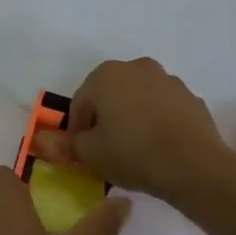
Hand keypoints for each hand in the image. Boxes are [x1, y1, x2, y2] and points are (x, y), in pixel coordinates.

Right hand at [32, 57, 234, 202]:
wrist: (194, 166)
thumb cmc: (132, 153)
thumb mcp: (90, 154)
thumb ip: (64, 144)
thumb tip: (41, 141)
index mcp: (106, 75)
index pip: (80, 103)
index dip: (78, 130)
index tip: (83, 153)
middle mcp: (137, 68)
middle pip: (110, 96)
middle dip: (105, 119)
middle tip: (106, 150)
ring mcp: (168, 81)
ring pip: (138, 100)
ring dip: (131, 119)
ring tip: (134, 151)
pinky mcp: (191, 98)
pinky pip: (163, 110)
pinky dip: (156, 123)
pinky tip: (158, 149)